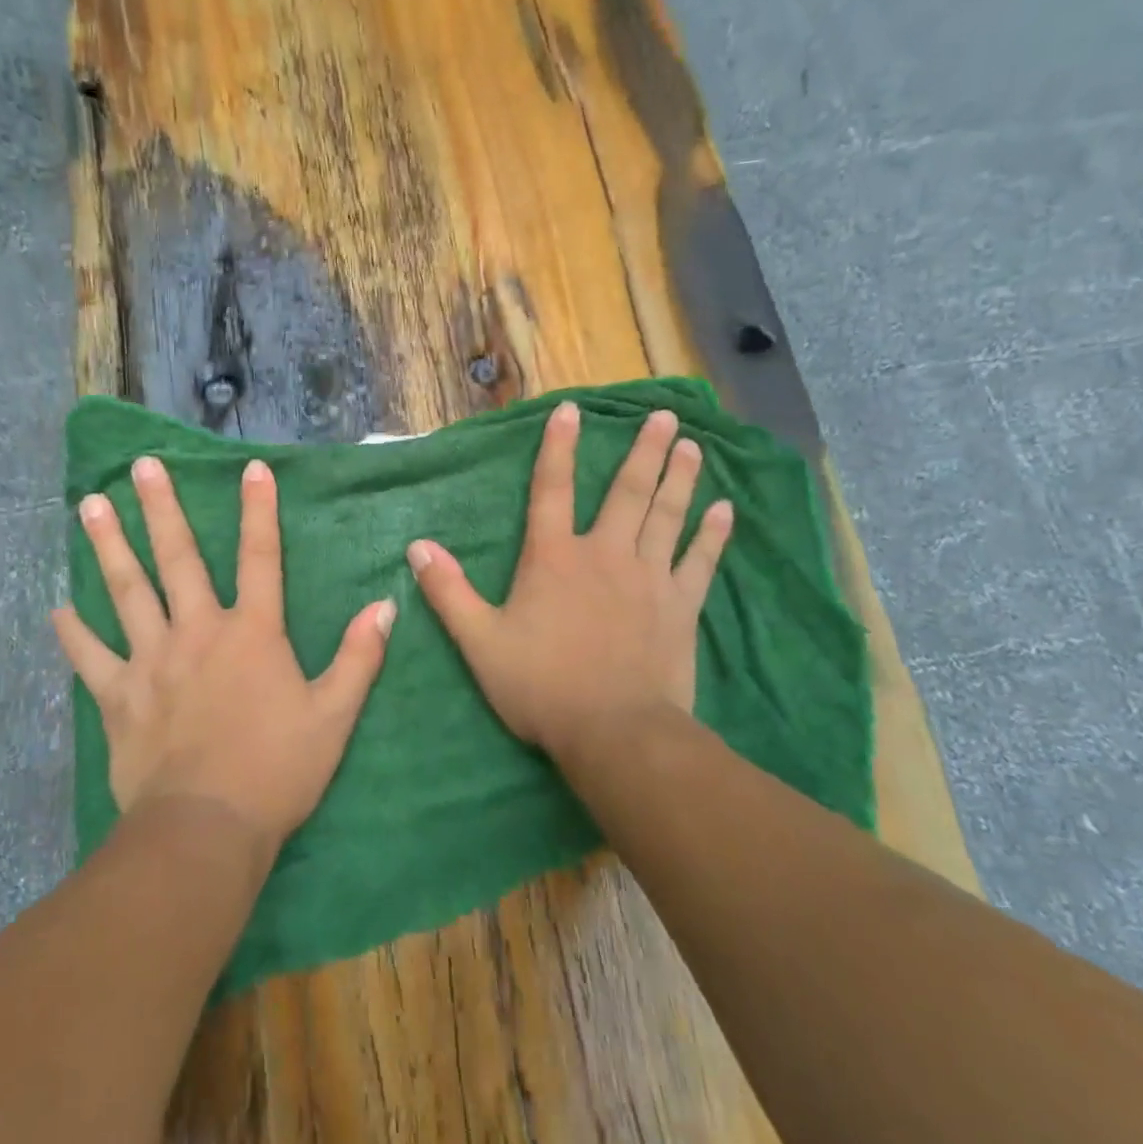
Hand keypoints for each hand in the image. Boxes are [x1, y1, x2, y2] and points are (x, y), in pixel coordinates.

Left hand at [54, 456, 395, 855]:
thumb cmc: (277, 769)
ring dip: (110, 546)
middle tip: (141, 466)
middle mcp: (198, 632)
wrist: (207, 829)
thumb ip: (358, 657)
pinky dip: (74, 633)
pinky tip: (58, 608)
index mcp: (251, 632)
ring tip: (90, 505)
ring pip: (127, 591)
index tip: (251, 468)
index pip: (260, 556)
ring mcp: (152, 661)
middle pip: (177, 559)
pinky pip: (90, 657)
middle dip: (161, 508)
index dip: (258, 510)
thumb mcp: (334, 715)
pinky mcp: (119, 696)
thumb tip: (385, 606)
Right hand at [407, 402, 732, 762]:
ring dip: (680, 478)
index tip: (572, 410)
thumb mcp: (479, 641)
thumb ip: (448, 591)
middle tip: (666, 415)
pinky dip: (713, 535)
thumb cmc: (541, 685)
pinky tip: (725, 510)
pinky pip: (700, 561)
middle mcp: (604, 554)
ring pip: (667, 516)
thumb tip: (417, 546)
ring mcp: (649, 578)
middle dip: (644, 450)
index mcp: (554, 558)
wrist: (614, 733)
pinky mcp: (681, 607)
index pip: (551, 489)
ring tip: (693, 446)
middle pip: (627, 492)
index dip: (559, 447)